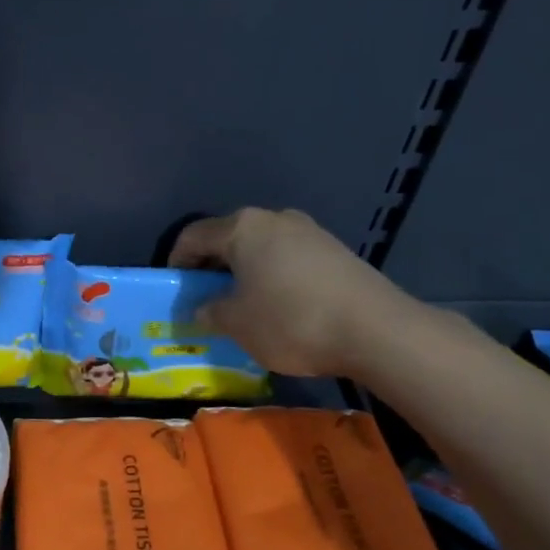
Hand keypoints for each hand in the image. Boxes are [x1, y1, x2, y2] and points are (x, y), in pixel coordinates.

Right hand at [169, 208, 417, 377]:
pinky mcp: (334, 251)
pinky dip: (272, 276)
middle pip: (228, 238)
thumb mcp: (237, 324)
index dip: (176, 262)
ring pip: (260, 248)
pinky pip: (288, 258)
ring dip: (243, 272)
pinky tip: (279, 306)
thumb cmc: (291, 320)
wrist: (376, 330)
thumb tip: (202, 308)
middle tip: (204, 299)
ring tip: (242, 305)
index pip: (193, 236)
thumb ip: (210, 311)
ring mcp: (309, 232)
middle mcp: (274, 219)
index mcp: (242, 228)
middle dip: (211, 267)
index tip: (174, 290)